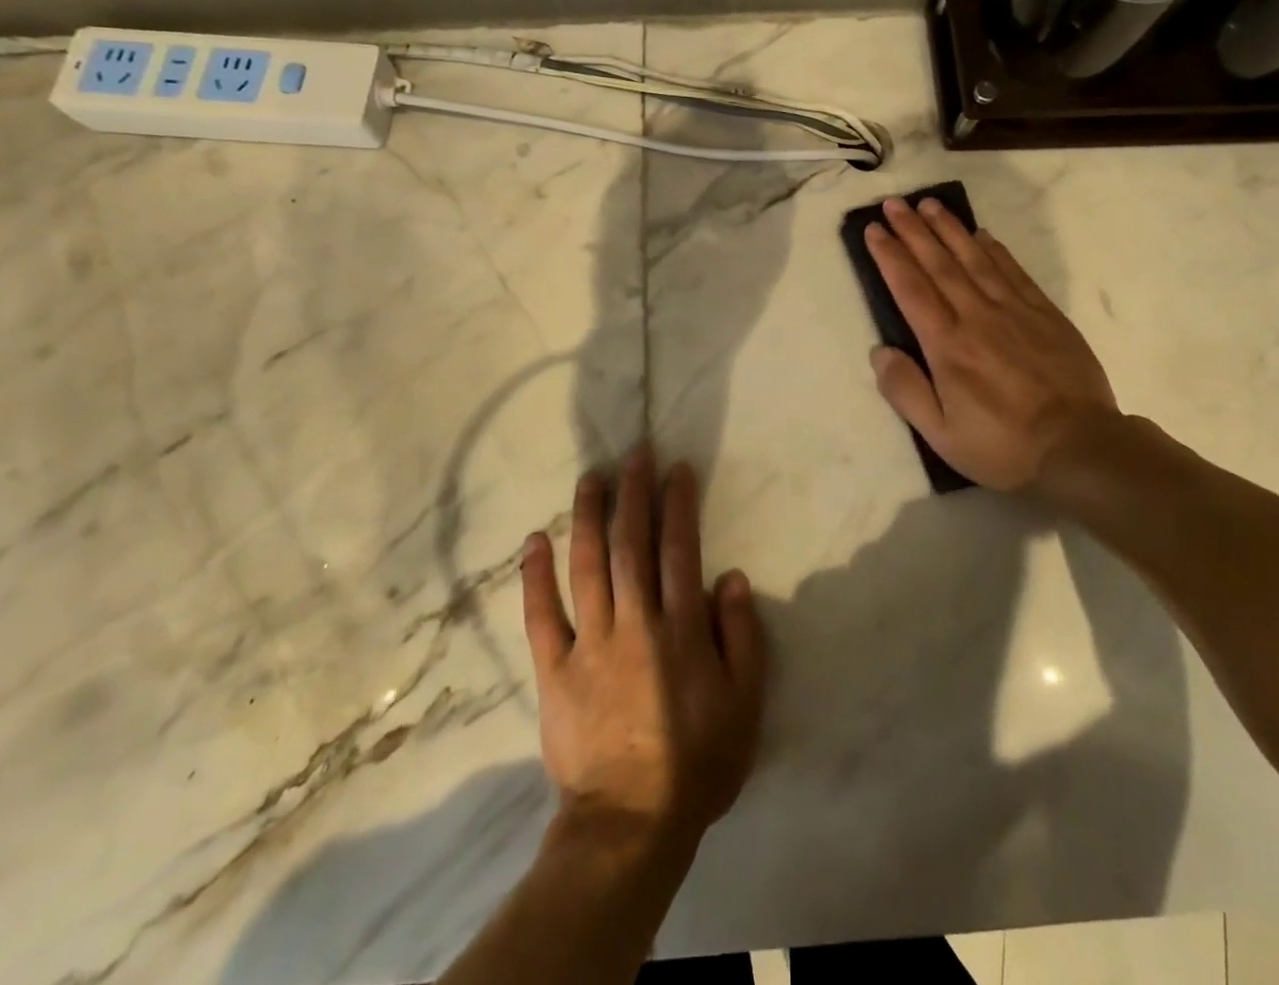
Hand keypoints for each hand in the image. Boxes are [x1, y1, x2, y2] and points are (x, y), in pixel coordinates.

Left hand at [520, 447, 765, 850]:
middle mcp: (634, 622)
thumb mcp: (745, 705)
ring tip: (590, 477)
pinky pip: (540, 615)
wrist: (630, 825)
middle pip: (631, 544)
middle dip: (633, 494)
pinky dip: (535, 575)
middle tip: (633, 454)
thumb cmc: (696, 763)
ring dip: (588, 516)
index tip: (675, 469)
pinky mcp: (554, 670)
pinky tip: (534, 541)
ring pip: (586, 565)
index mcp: (680, 628)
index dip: (677, 504)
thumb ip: (742, 637)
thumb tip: (732, 577)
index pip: (679, 550)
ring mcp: (589, 643)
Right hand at [865, 195, 1121, 498]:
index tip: (874, 230)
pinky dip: (995, 249)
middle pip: (939, 263)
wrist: (1080, 447)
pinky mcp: (1045, 314)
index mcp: (947, 346)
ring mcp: (1015, 311)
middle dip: (913, 230)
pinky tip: (982, 234)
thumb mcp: (940, 434)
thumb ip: (905, 391)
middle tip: (894, 203)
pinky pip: (1014, 271)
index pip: (910, 288)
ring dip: (949, 229)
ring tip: (929, 204)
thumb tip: (880, 351)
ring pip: (975, 259)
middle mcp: (977, 317)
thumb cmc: (1002, 445)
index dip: (889, 256)